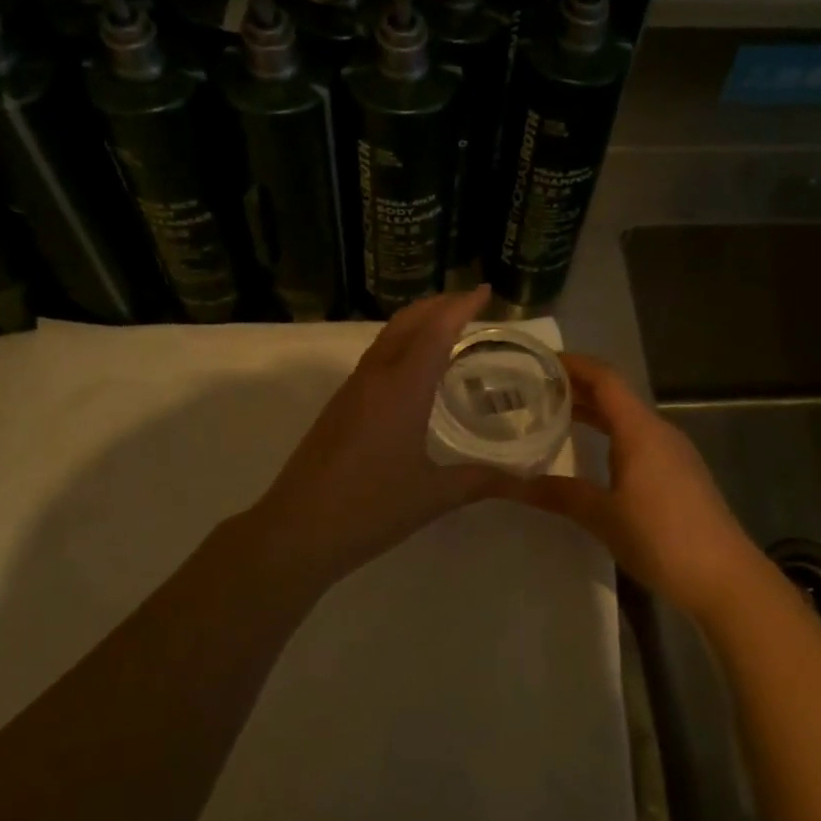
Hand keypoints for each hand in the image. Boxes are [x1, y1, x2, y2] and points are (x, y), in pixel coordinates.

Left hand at [244, 287, 511, 580]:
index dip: (461, 306)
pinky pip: (375, 360)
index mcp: (402, 388)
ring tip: (446, 330)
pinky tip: (413, 373)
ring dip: (416, 324)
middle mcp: (375, 378)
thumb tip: (523, 480)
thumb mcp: (434, 495)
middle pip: (406, 322)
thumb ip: (480, 481)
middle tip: (469, 303)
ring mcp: (352, 391)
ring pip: (386, 338)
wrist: (298, 529)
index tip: (484, 291)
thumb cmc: (371, 508)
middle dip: (437, 305)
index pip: (436, 331)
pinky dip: (400, 347)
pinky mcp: (338, 407)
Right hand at [504, 354, 764, 619]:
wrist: (724, 578)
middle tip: (533, 390)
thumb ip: (557, 493)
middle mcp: (658, 431)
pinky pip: (637, 439)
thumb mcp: (602, 516)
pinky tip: (589, 454)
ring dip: (592, 412)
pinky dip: (608, 434)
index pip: (604, 378)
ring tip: (552, 416)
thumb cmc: (661, 537)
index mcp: (640, 429)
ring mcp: (672, 453)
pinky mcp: (678, 474)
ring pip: (626, 418)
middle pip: (614, 395)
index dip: (572, 364)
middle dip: (576, 388)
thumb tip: (510, 484)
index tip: (537, 362)